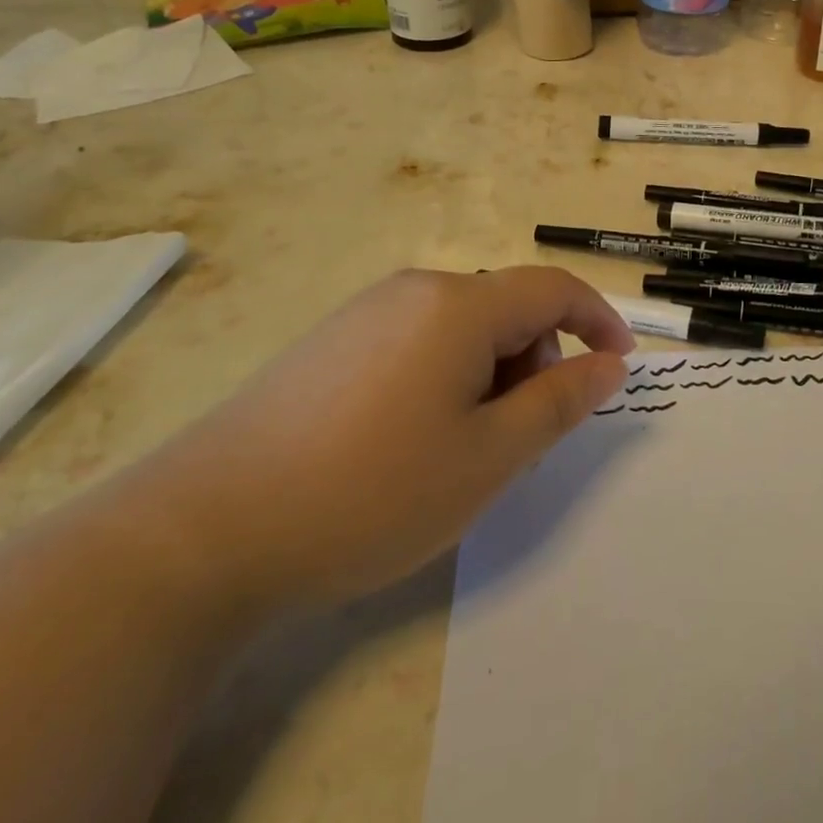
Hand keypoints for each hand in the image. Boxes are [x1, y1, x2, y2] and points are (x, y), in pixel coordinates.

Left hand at [135, 267, 633, 613]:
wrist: (201, 532)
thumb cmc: (370, 492)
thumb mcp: (488, 458)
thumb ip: (560, 402)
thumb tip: (609, 364)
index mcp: (460, 305)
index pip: (554, 289)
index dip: (598, 320)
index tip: (621, 366)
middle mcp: (415, 289)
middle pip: (506, 309)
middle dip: (535, 362)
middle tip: (519, 440)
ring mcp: (366, 312)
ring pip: (462, 329)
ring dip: (489, 375)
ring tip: (458, 451)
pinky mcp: (331, 341)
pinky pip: (417, 342)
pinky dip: (445, 378)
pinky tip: (406, 441)